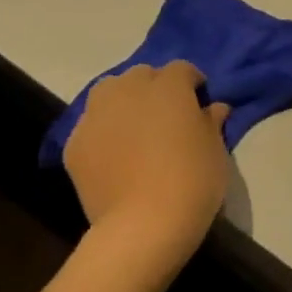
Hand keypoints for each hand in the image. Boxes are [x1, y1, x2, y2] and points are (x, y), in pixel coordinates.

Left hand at [63, 62, 230, 261]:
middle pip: (141, 75)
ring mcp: (96, 116)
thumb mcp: (217, 149)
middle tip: (169, 116)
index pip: (182, 69)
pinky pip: (92, 124)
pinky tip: (117, 155)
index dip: (192, 83)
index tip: (200, 102)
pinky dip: (105, 130)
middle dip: (155, 88)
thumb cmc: (193, 180)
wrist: (144, 223)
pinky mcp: (74, 143)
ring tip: (137, 128)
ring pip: (109, 92)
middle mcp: (128, 91)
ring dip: (125, 102)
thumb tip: (212, 108)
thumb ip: (211, 122)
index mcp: (168, 88)